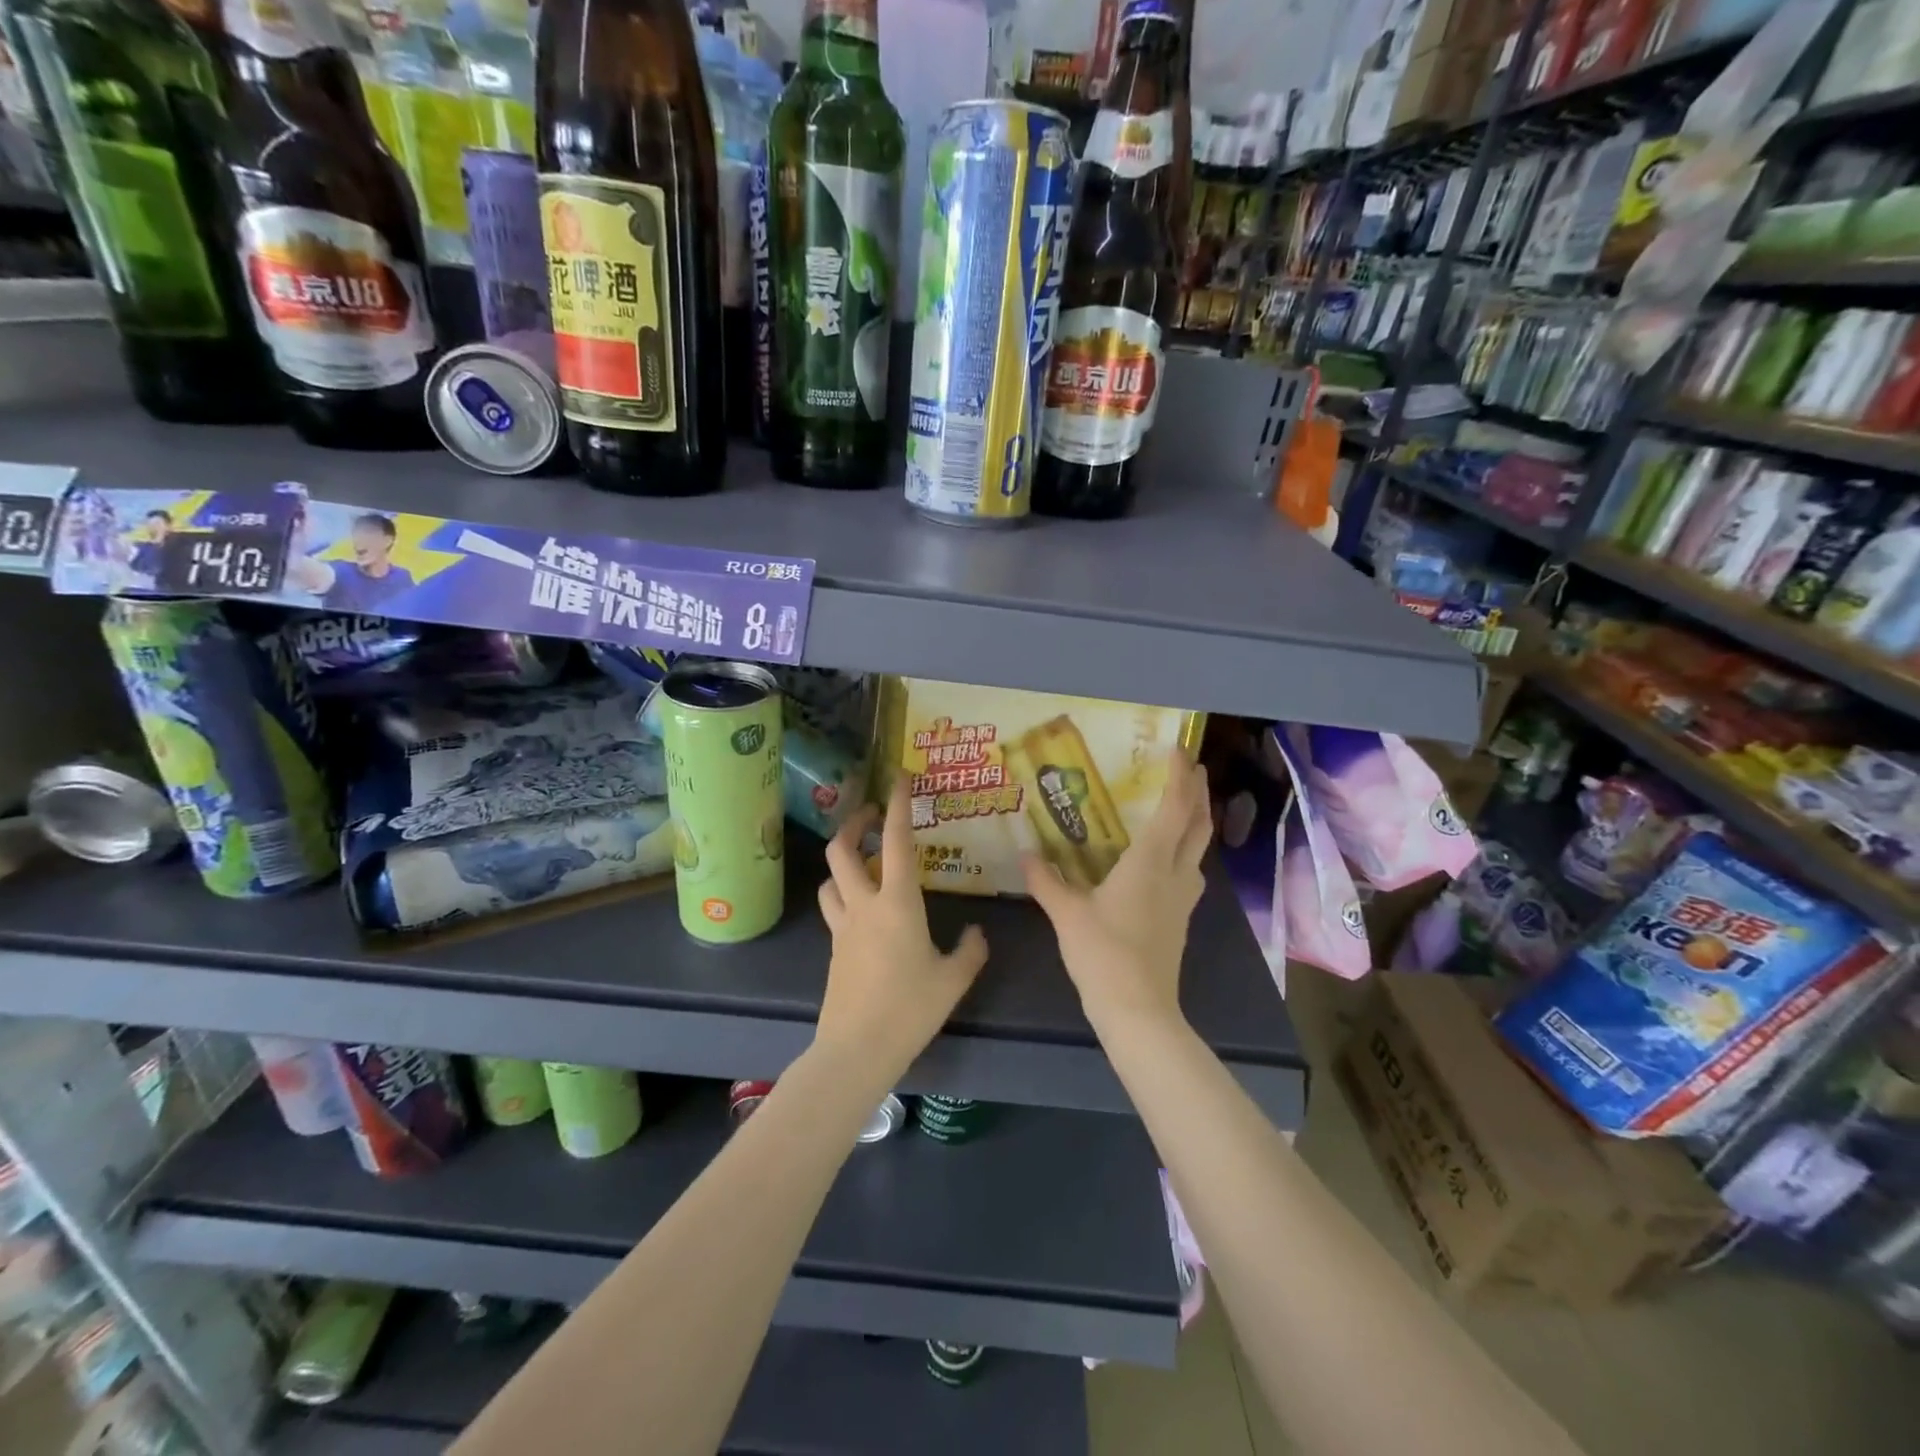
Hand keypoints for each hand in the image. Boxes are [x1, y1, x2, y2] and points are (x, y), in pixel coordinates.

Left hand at [813, 777, 988, 1091]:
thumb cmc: (910, 1009)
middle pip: (841, 850)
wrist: (857, 1050)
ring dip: (843, 861)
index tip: (900, 777)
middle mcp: (864, 905)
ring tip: (864, 861)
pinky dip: (845, 894)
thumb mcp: (953, 979)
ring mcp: (843, 927)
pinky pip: (834, 908)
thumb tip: (976, 932)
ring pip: (830, 879)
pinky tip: (865, 910)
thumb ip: (970, 950)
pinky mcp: (835, 949)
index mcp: (897, 903)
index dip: (898, 805)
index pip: (895, 841)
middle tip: (871, 814)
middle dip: (853, 823)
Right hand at [1023, 751, 1210, 1028]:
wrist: (1139, 1009)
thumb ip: (1046, 880)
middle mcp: (1175, 873)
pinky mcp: (1181, 918)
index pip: (1174, 809)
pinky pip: (1190, 869)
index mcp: (1150, 862)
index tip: (1178, 750)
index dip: (1179, 777)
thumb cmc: (1103, 953)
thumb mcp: (1067, 914)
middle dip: (1197, 792)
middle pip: (1198, 824)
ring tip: (1181, 805)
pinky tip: (1166, 857)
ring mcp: (1184, 898)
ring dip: (1196, 820)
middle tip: (1189, 767)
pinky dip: (1185, 848)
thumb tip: (1024, 855)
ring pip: (1199, 848)